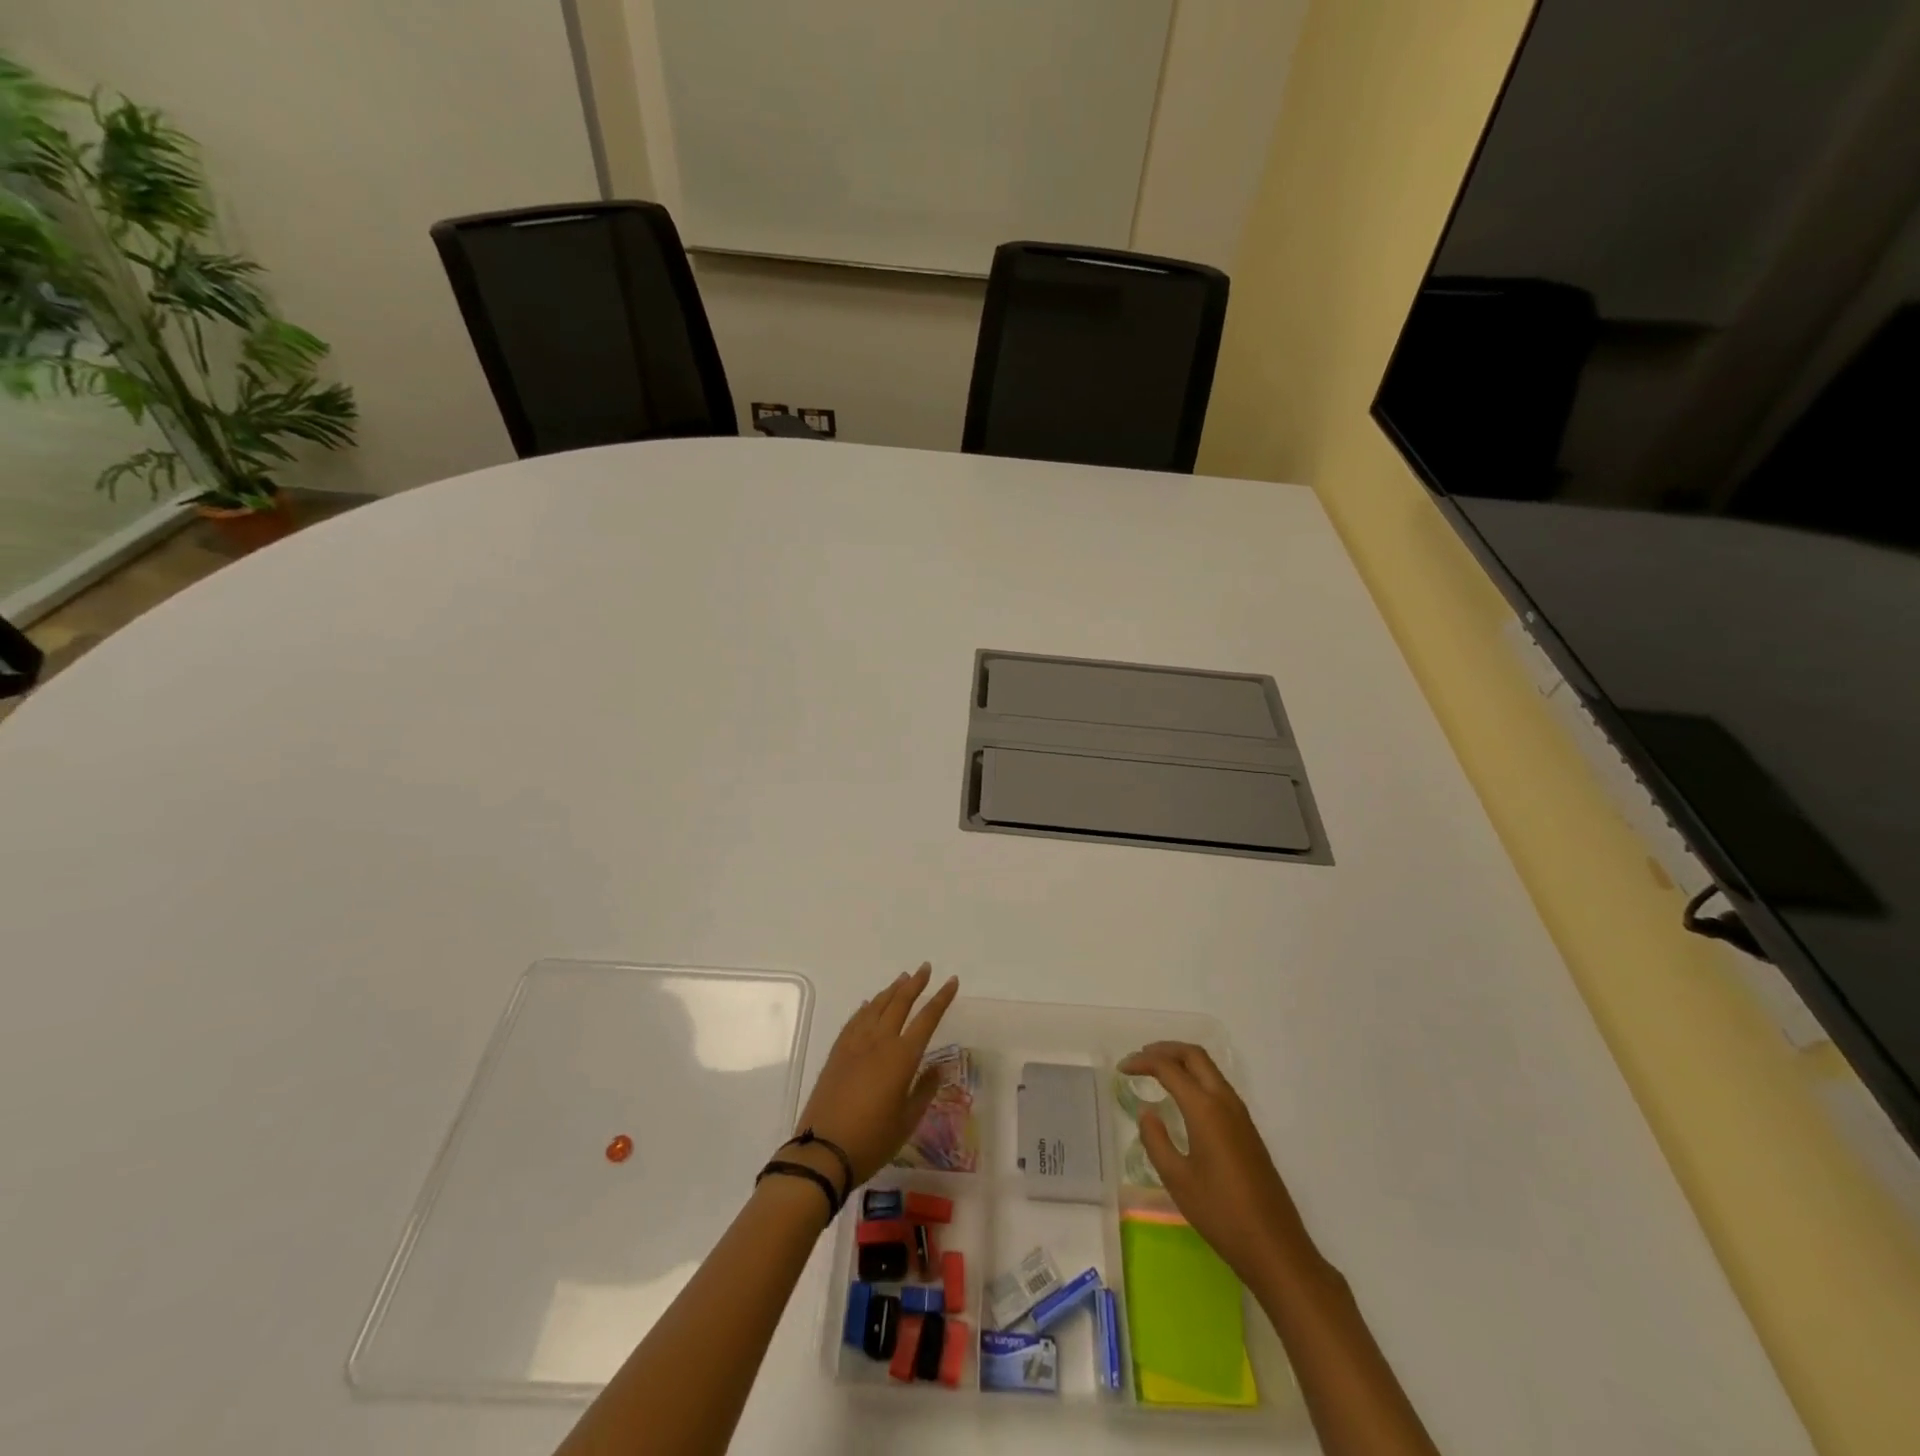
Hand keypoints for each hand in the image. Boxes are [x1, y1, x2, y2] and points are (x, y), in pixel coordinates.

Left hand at [795, 963, 958, 1187]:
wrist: (823, 1151)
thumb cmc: (872, 1140)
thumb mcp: (907, 1120)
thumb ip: (923, 1091)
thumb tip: (936, 1069)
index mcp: (902, 1057)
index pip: (927, 1019)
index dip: (941, 999)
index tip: (952, 981)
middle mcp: (879, 1042)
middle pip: (900, 1003)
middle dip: (915, 984)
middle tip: (925, 968)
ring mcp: (855, 1045)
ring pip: (876, 1007)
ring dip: (891, 991)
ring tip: (902, 978)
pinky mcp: (837, 1053)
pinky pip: (855, 1021)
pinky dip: (866, 1008)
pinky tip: (869, 1004)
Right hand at [1120, 1042, 1321, 1288]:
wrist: (1275, 1247)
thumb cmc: (1221, 1214)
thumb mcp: (1177, 1180)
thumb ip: (1156, 1140)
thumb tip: (1147, 1112)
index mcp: (1205, 1109)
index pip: (1169, 1068)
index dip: (1143, 1062)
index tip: (1122, 1069)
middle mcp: (1225, 1102)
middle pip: (1194, 1056)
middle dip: (1165, 1049)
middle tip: (1140, 1058)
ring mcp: (1241, 1114)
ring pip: (1209, 1069)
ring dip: (1182, 1061)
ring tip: (1157, 1071)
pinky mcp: (1248, 1129)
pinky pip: (1218, 1086)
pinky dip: (1196, 1077)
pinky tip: (1183, 1096)